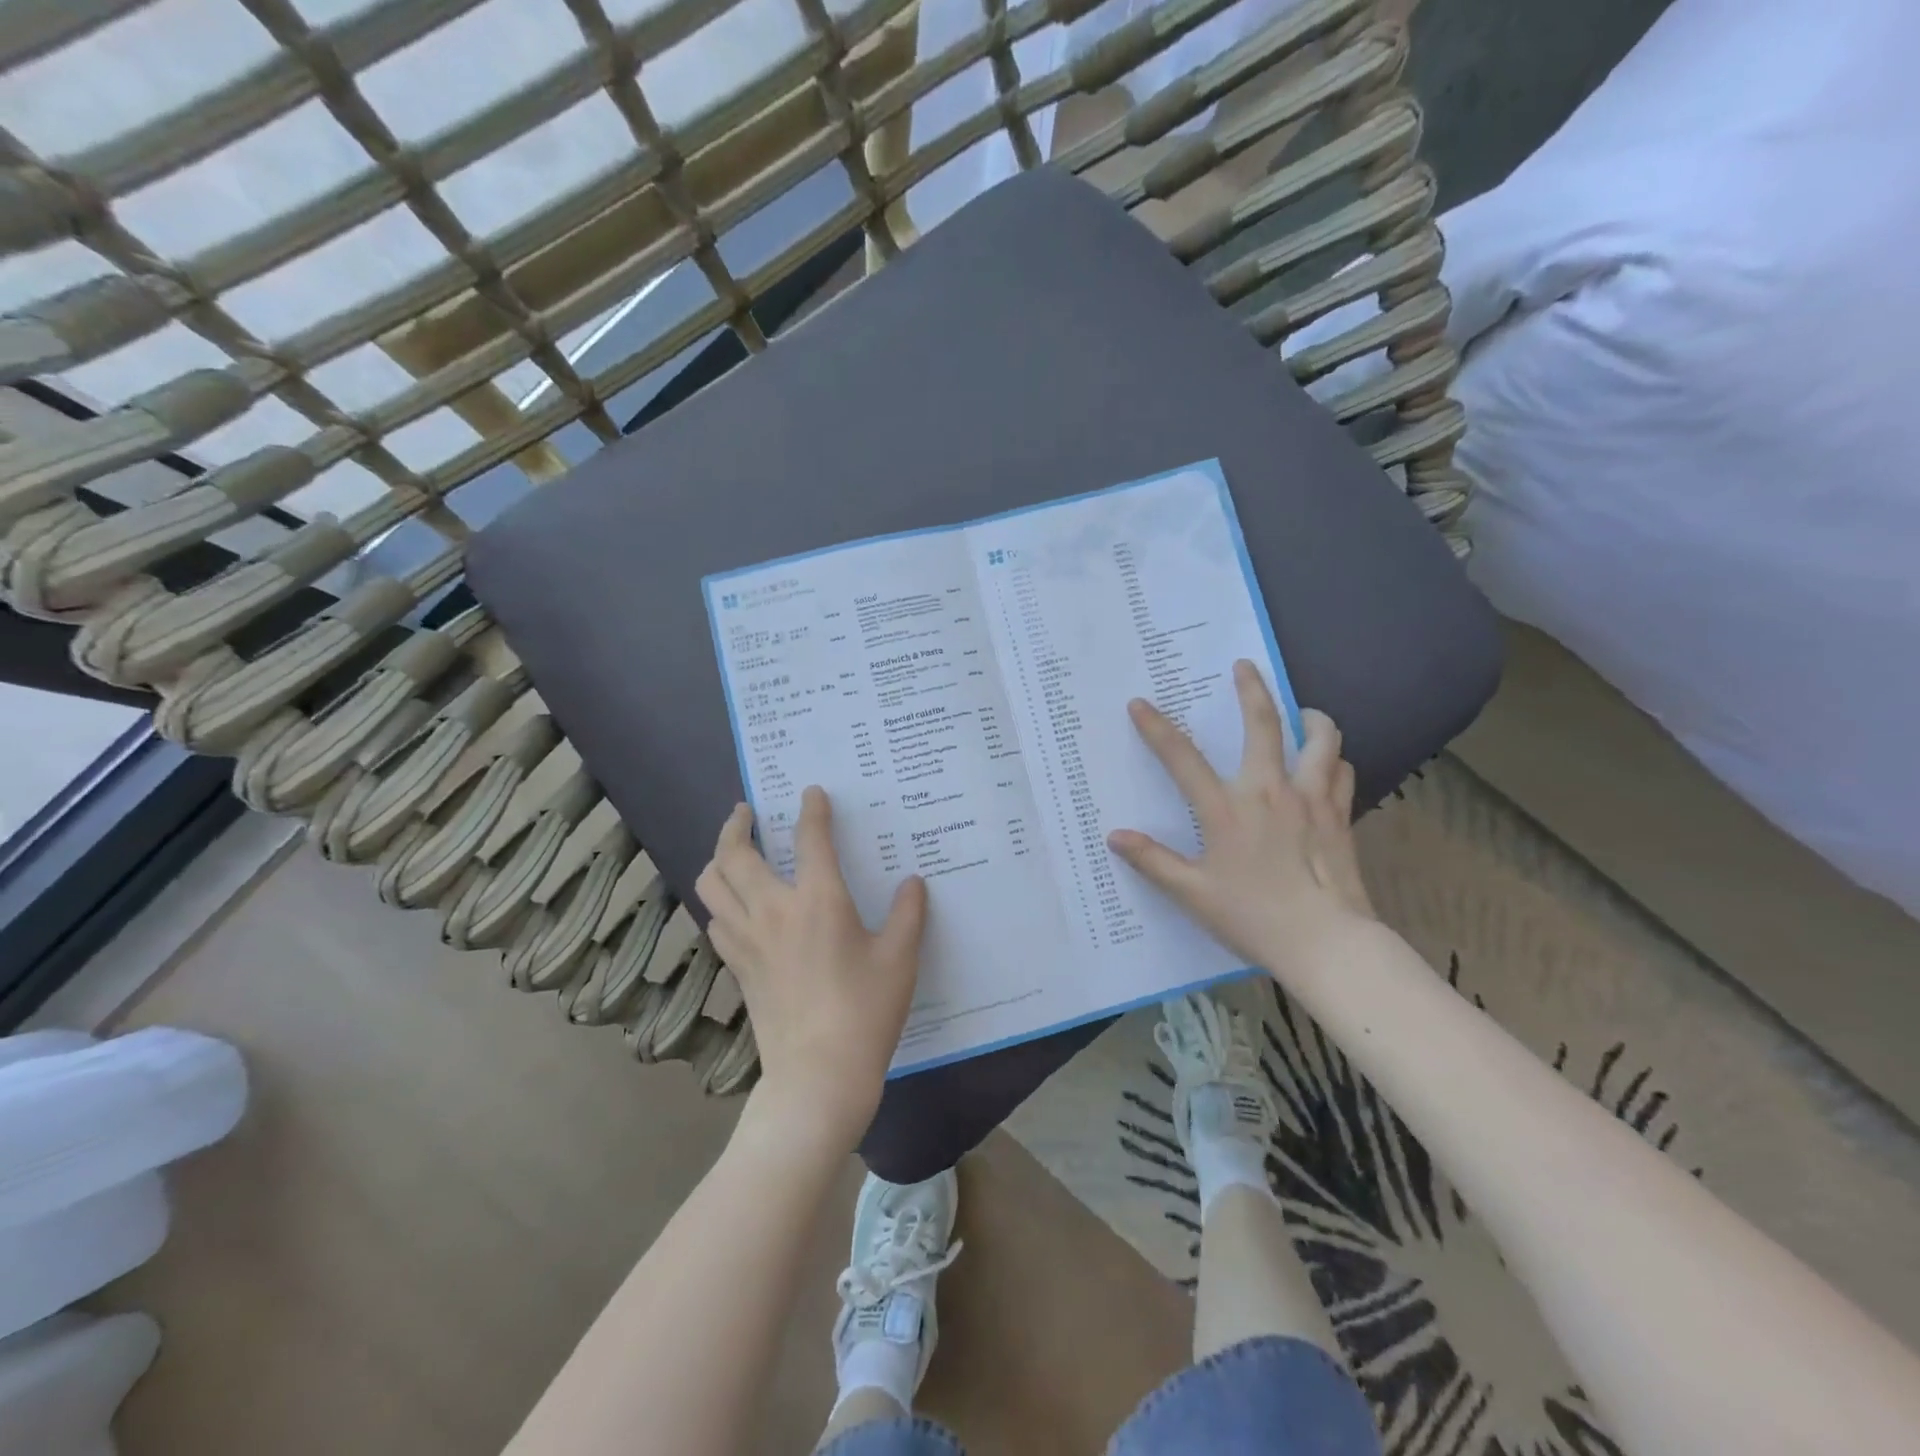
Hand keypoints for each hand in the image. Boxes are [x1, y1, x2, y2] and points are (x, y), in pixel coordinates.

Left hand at [696, 787, 927, 1149]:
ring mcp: (747, 940)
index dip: (812, 810)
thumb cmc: (866, 1012)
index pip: (811, 839)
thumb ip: (909, 914)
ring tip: (731, 851)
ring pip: (711, 885)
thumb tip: (913, 882)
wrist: (818, 1075)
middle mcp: (773, 911)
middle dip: (736, 825)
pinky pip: (715, 919)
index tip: (811, 793)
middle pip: (735, 855)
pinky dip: (719, 900)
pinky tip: (733, 904)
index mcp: (818, 901)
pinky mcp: (737, 967)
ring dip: (718, 859)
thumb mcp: (900, 959)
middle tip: (745, 811)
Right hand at [1107, 660, 1374, 978]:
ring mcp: (1310, 800)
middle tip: (1245, 666)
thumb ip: (1153, 861)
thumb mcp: (1192, 893)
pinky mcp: (1340, 815)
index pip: (1182, 758)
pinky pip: (1341, 771)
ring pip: (1319, 738)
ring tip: (1300, 712)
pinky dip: (1332, 759)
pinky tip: (1326, 764)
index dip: (1157, 728)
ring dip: (1308, 717)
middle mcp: (1269, 792)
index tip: (1140, 703)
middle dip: (1251, 689)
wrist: (1326, 942)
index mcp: (1227, 809)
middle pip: (1262, 724)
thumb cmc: (1253, 917)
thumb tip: (1115, 836)